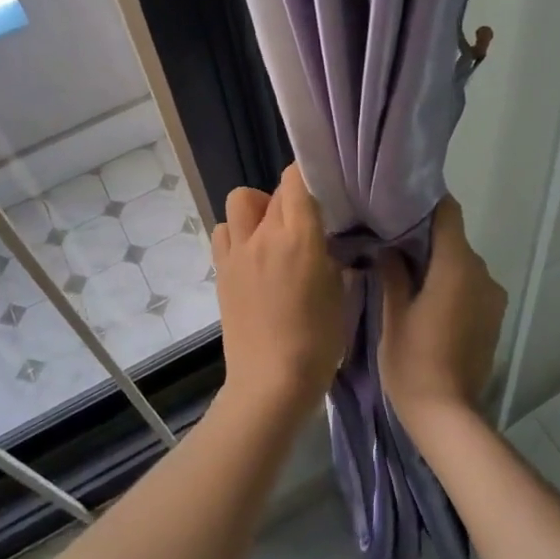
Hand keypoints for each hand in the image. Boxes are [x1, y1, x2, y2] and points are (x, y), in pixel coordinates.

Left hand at [212, 165, 344, 421]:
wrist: (270, 381)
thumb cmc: (317, 341)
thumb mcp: (339, 293)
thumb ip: (330, 256)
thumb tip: (324, 241)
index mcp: (299, 237)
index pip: (296, 179)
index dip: (308, 177)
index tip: (321, 192)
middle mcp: (263, 235)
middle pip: (272, 191)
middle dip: (289, 200)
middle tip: (304, 225)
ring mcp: (237, 252)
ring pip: (239, 202)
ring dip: (256, 210)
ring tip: (271, 236)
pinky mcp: (221, 271)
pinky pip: (224, 232)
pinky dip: (237, 234)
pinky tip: (252, 257)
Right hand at [377, 197, 506, 431]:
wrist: (446, 415)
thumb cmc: (413, 361)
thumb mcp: (393, 314)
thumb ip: (393, 272)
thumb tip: (387, 246)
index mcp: (457, 266)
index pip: (448, 213)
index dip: (425, 203)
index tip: (399, 203)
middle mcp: (482, 274)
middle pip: (454, 239)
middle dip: (425, 238)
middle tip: (390, 242)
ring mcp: (492, 297)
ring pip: (462, 265)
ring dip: (438, 265)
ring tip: (406, 276)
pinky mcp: (494, 318)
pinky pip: (471, 287)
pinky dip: (451, 285)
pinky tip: (427, 302)